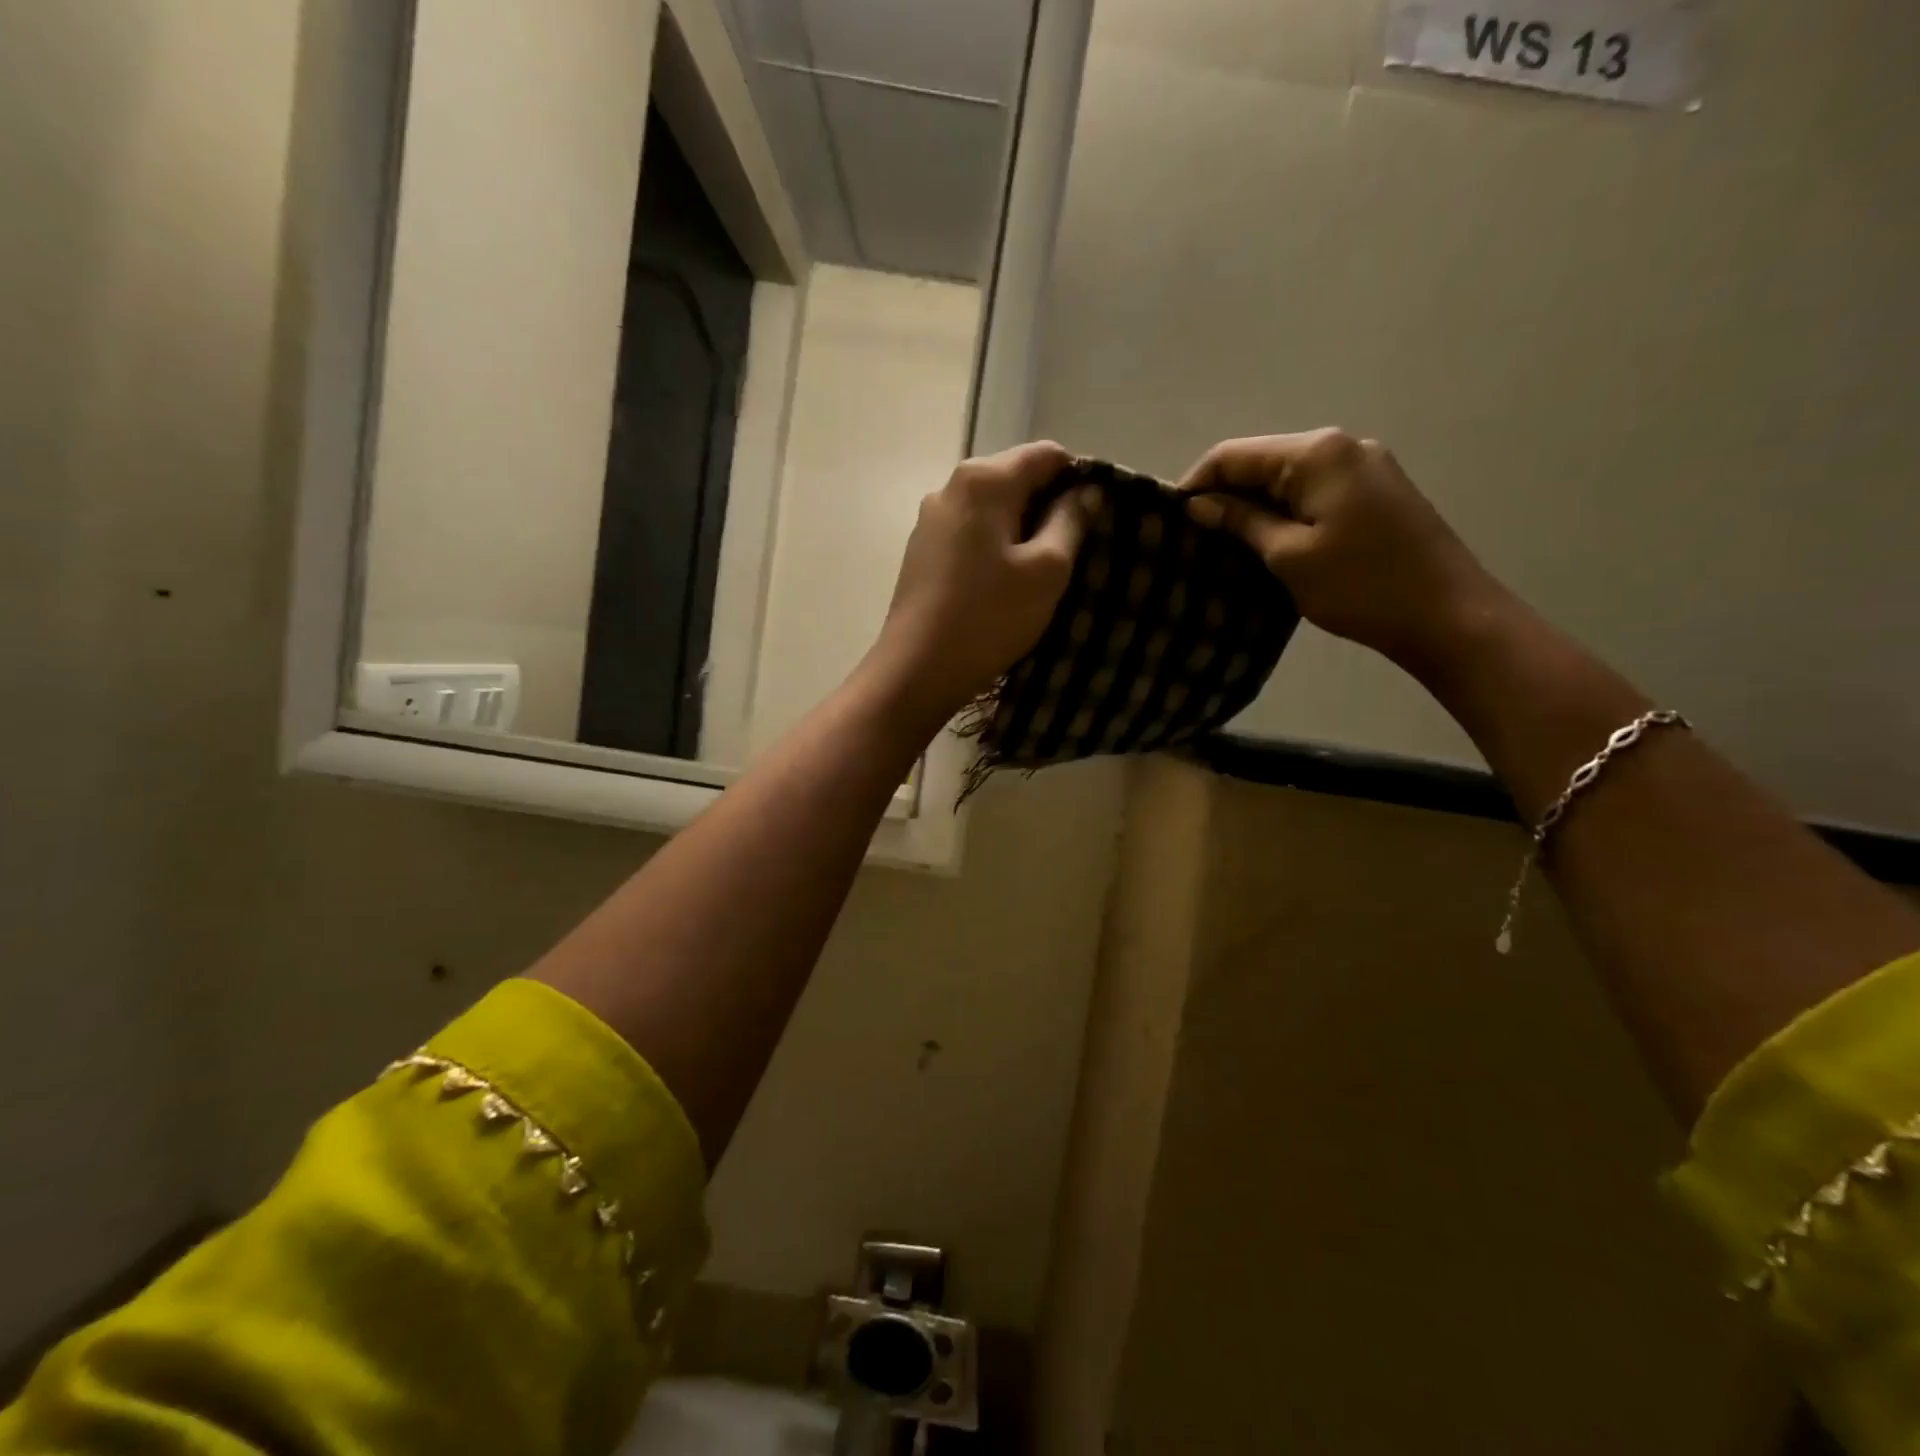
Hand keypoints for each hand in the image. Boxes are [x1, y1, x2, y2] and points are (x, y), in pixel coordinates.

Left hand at [864, 440, 1090, 724]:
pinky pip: (970, 532)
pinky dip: (994, 545)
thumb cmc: (990, 617)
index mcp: (983, 479)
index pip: (1047, 454)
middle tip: (1073, 550)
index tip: (1094, 519)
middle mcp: (950, 486)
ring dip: (1021, 528)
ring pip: (992, 507)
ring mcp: (930, 519)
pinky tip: (1003, 581)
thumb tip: (1085, 491)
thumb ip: (1070, 521)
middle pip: (1015, 477)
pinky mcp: (921, 550)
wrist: (918, 670)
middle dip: (1048, 505)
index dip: (1078, 479)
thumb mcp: (1047, 570)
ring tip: (1040, 570)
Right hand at [1178, 429, 1505, 677]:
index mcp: (1317, 453)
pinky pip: (1313, 491)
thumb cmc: (1360, 585)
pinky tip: (1268, 542)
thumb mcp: (1289, 555)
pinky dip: (1284, 511)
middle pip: (1261, 461)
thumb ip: (1241, 521)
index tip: (1169, 521)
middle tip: (1194, 538)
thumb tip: (1198, 504)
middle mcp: (1341, 445)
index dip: (1196, 483)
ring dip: (1253, 505)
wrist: (1447, 615)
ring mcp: (1364, 466)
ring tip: (1225, 544)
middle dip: (1224, 494)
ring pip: (1287, 478)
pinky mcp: (1375, 491)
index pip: (1234, 454)